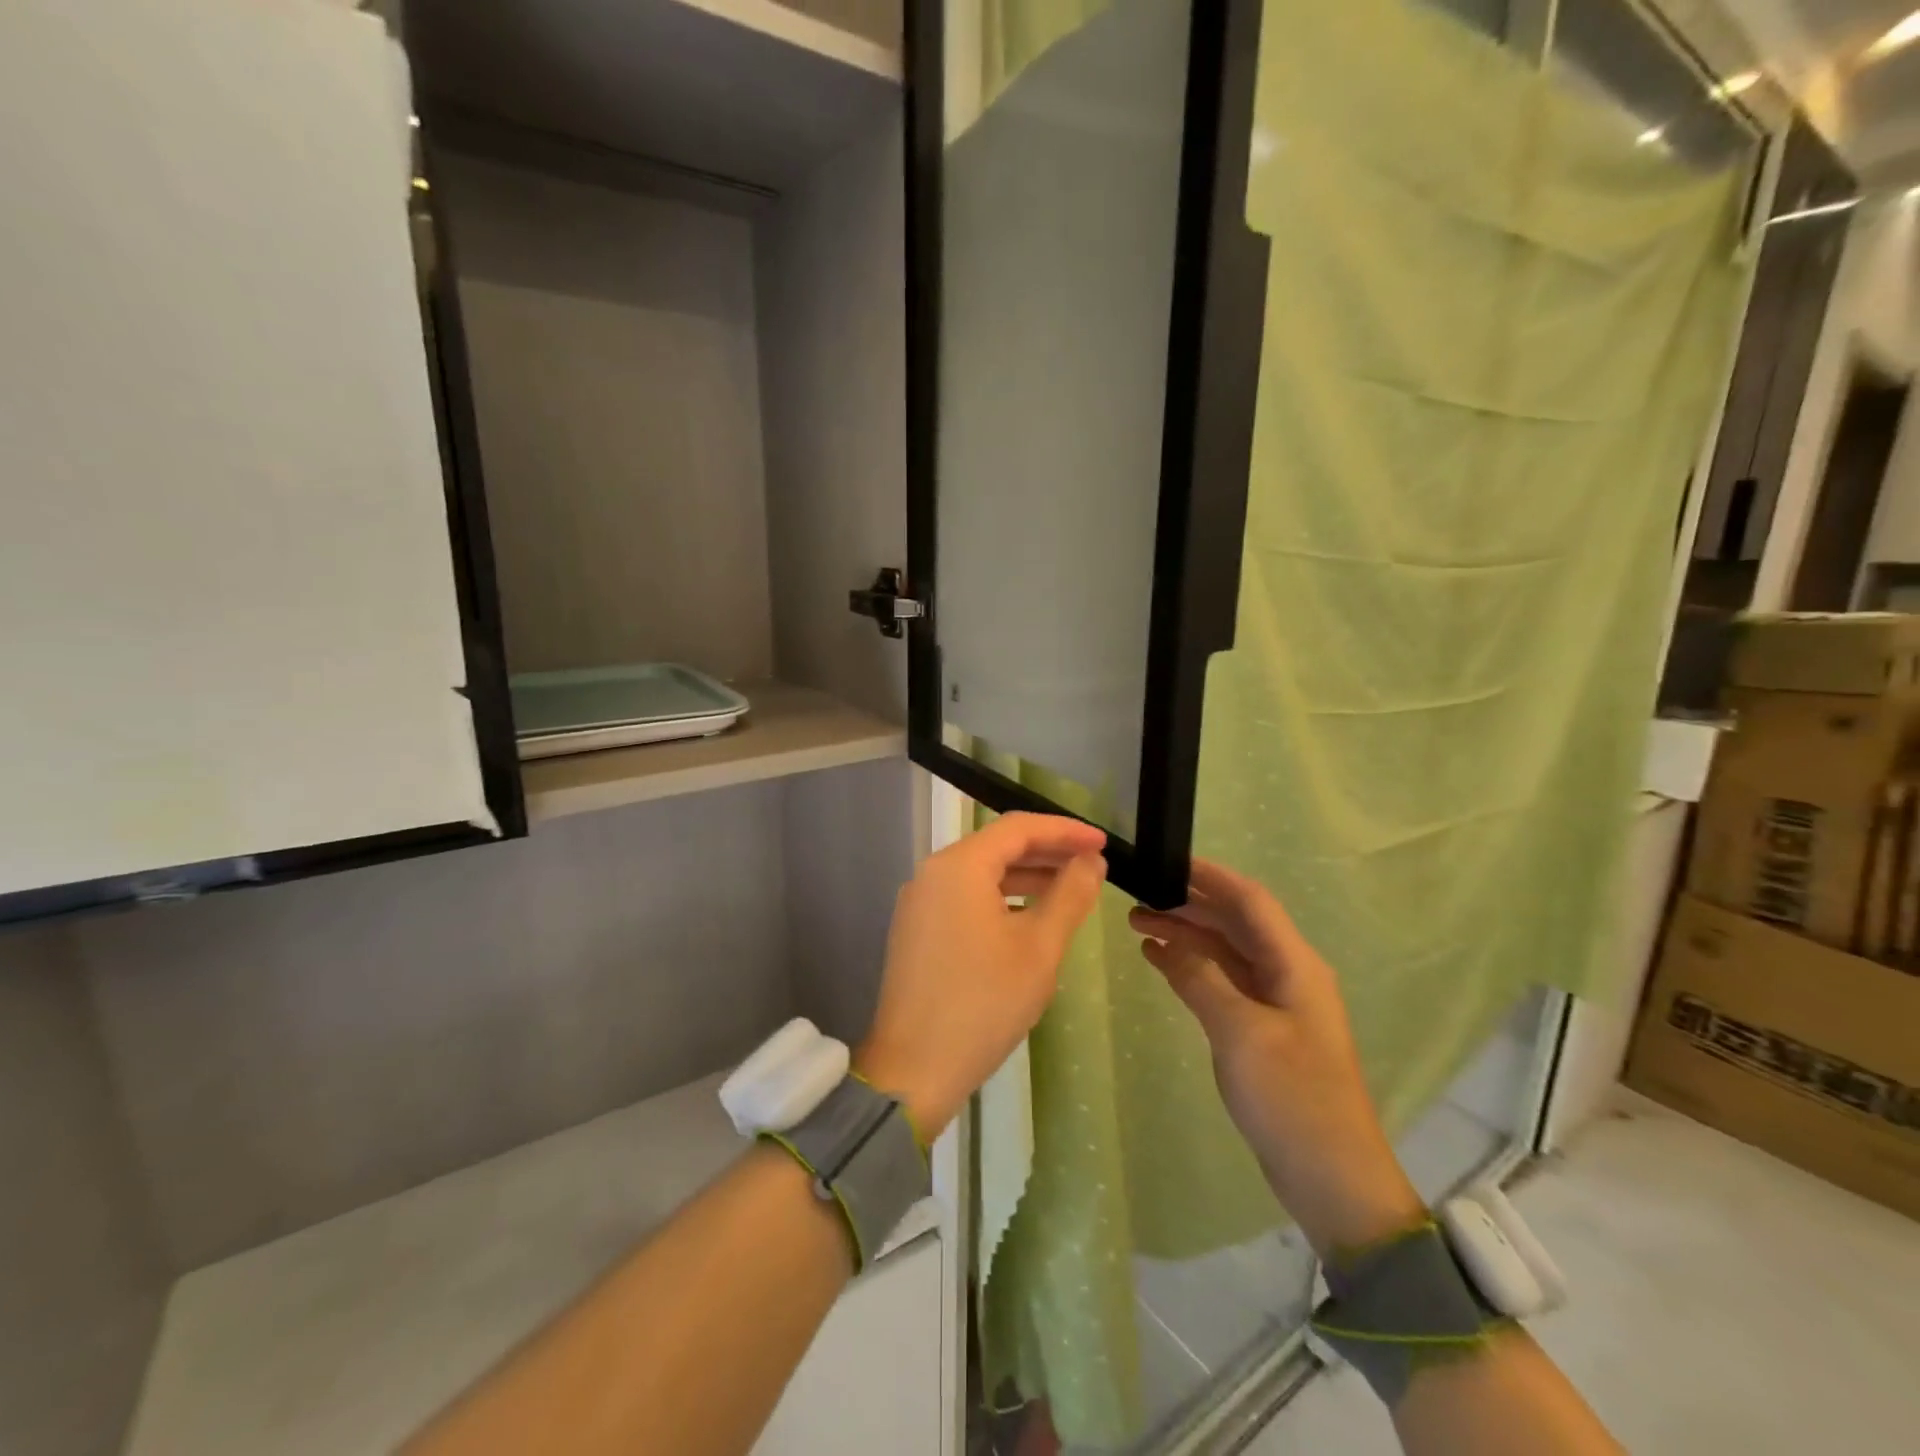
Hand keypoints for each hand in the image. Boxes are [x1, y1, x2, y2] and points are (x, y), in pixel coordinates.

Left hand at [856, 813, 1106, 1139]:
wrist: (914, 1069)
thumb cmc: (983, 1003)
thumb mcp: (1038, 948)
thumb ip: (1069, 895)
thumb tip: (1091, 862)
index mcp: (959, 866)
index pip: (1018, 828)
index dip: (1064, 830)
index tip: (1102, 844)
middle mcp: (932, 873)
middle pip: (997, 846)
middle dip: (1047, 852)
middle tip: (1092, 864)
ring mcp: (920, 902)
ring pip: (981, 874)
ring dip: (1025, 877)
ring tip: (1069, 890)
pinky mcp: (917, 930)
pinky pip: (965, 898)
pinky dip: (1000, 899)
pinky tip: (1029, 919)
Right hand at [1130, 859, 1423, 1257]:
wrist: (1332, 1179)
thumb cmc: (1292, 1098)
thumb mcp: (1240, 1033)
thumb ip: (1201, 978)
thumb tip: (1166, 941)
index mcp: (1294, 965)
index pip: (1250, 901)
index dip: (1210, 877)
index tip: (1166, 861)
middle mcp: (1287, 974)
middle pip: (1234, 923)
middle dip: (1188, 906)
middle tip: (1136, 898)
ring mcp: (1274, 1003)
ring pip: (1225, 952)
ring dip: (1185, 935)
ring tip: (1138, 925)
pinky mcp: (1261, 1029)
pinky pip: (1222, 982)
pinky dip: (1191, 967)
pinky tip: (1159, 961)